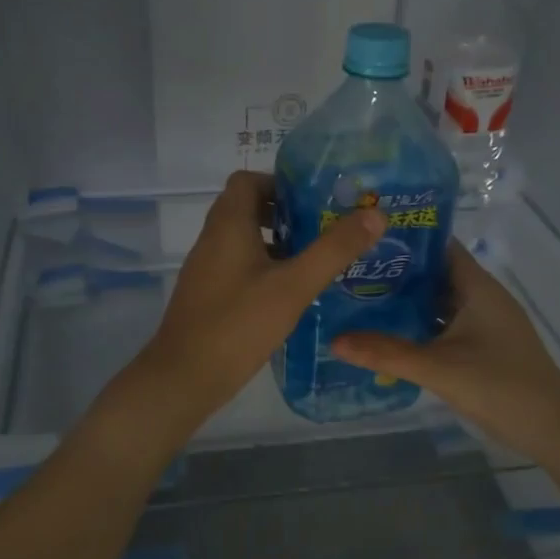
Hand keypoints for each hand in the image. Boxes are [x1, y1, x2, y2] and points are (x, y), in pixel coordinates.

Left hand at [132, 172, 385, 428]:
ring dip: (277, 242)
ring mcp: (206, 269)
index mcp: (228, 225)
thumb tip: (375, 213)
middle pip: (247, 208)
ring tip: (315, 260)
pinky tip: (290, 293)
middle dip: (285, 214)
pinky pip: (238, 265)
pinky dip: (264, 267)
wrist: (184, 377)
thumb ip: (334, 250)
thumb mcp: (293, 286)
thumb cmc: (238, 324)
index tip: (315, 201)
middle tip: (324, 230)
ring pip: (243, 239)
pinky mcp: (207, 295)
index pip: (247, 180)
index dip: (280, 183)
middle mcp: (212, 239)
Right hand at [332, 241, 559, 464]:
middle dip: (396, 272)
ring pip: (438, 301)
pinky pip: (444, 325)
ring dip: (406, 301)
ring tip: (360, 297)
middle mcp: (481, 297)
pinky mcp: (483, 345)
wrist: (553, 428)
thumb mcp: (438, 368)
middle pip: (434, 273)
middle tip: (351, 270)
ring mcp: (484, 322)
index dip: (406, 239)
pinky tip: (389, 334)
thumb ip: (386, 353)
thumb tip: (334, 340)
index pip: (439, 246)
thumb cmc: (500, 386)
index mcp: (477, 287)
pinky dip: (419, 325)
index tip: (365, 237)